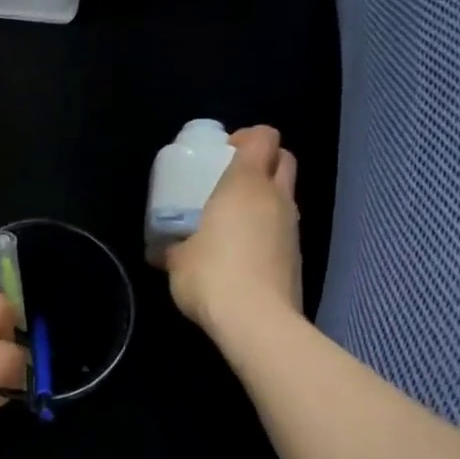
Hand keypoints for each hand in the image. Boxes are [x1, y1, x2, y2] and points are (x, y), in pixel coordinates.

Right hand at [163, 125, 301, 337]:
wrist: (257, 321)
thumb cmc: (212, 275)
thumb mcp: (178, 260)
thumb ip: (172, 248)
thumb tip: (161, 251)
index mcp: (245, 184)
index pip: (263, 137)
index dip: (246, 137)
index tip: (222, 153)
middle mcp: (275, 197)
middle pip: (284, 158)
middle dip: (264, 160)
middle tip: (232, 180)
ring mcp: (292, 227)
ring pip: (286, 195)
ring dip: (266, 198)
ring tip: (234, 220)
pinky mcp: (297, 256)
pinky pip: (284, 228)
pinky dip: (268, 230)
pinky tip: (244, 252)